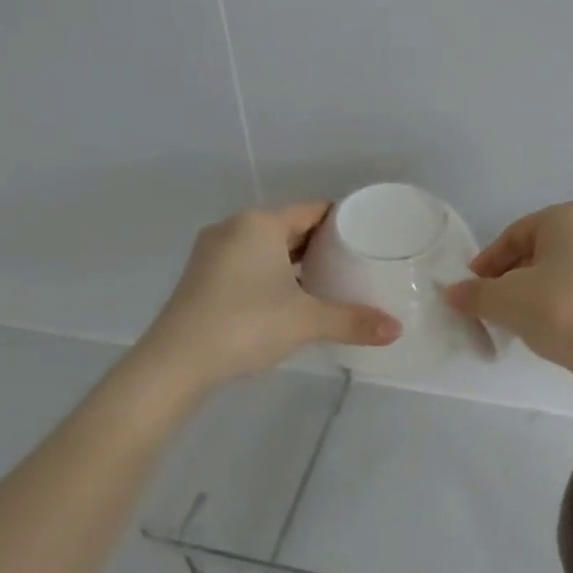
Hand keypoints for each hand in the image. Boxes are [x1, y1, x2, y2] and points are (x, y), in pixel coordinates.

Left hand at [139, 202, 400, 390]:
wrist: (176, 362)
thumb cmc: (246, 325)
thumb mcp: (306, 321)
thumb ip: (353, 321)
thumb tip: (396, 330)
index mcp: (260, 223)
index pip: (313, 210)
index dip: (344, 222)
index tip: (369, 239)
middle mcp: (234, 227)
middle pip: (290, 227)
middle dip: (322, 244)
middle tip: (357, 263)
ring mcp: (213, 252)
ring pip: (267, 247)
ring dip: (296, 262)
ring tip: (330, 281)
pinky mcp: (203, 277)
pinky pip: (249, 264)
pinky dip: (273, 274)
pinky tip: (292, 298)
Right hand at [443, 201, 572, 383]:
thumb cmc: (560, 309)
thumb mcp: (505, 300)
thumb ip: (474, 294)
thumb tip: (451, 293)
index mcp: (568, 217)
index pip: (513, 235)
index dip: (486, 263)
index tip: (470, 290)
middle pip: (536, 253)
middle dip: (508, 279)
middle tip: (488, 306)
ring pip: (556, 274)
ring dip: (530, 294)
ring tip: (512, 321)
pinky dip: (555, 305)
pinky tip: (542, 329)